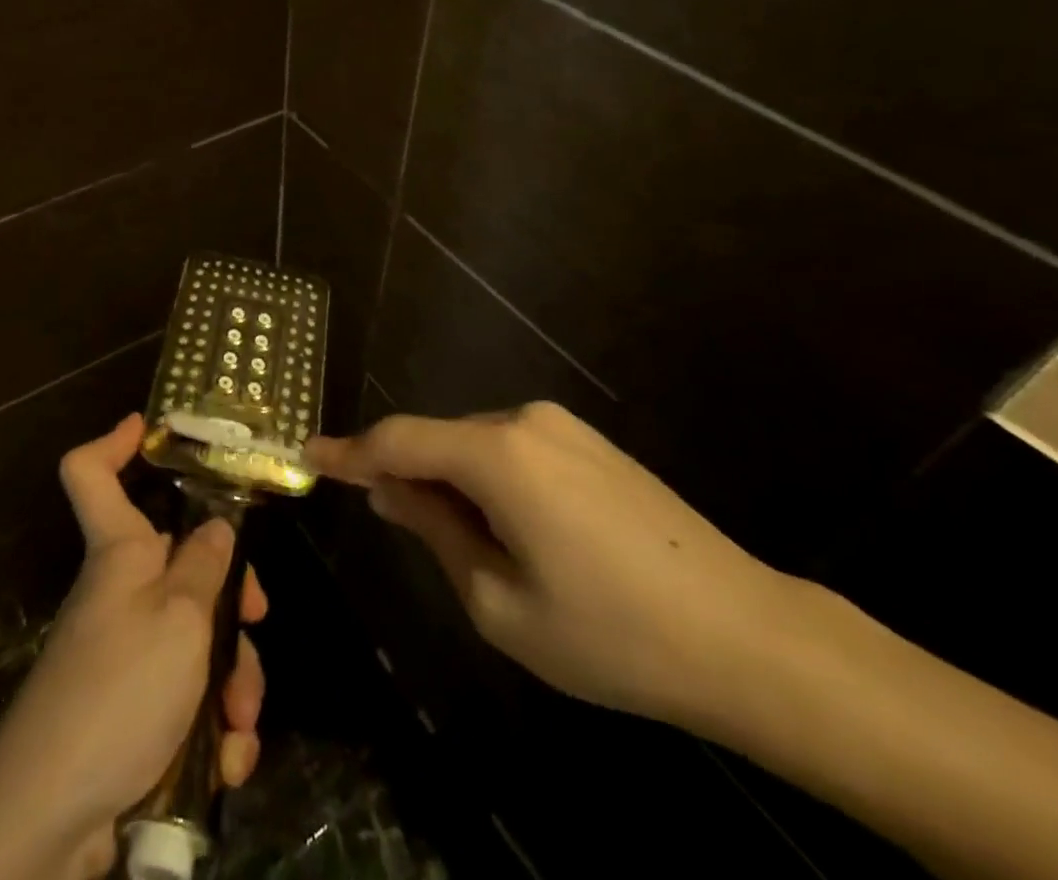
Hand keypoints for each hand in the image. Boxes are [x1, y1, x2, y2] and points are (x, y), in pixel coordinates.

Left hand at [0, 414, 265, 879]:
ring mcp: (128, 655)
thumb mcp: (180, 617)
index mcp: (120, 552)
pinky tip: (225, 761)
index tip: (151, 427)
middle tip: (256, 622)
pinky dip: (213, 729)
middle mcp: (122, 594)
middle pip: (184, 567)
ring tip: (239, 724)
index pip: (90, 472)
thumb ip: (206, 565)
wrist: (50, 823)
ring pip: (198, 639)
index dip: (114, 442)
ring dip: (232, 680)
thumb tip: (217, 527)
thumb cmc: (118, 690)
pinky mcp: (135, 713)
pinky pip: (188, 699)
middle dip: (230, 600)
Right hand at [306, 402, 797, 729]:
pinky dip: (488, 480)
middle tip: (390, 523)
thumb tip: (390, 492)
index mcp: (497, 454)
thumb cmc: (611, 634)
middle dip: (407, 475)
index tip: (310, 455)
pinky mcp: (589, 443)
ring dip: (451, 482)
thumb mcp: (500, 602)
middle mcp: (524, 421)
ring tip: (463, 545)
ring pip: (475, 446)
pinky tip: (511, 531)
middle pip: (438, 440)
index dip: (350, 451)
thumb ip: (434, 532)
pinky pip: (513, 450)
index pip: (399, 441)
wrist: (747, 636)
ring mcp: (562, 427)